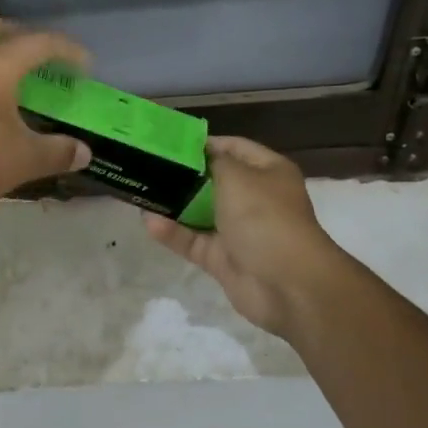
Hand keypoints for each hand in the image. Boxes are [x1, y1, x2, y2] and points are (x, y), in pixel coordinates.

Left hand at [0, 17, 92, 222]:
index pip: (40, 42)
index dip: (68, 51)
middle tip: (49, 65)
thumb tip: (84, 153)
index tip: (86, 67)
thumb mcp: (22, 160)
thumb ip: (57, 152)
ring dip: (2, 56)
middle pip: (2, 30)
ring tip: (21, 85)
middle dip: (30, 40)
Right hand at [144, 136, 349, 337]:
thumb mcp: (238, 177)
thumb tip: (199, 155)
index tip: (169, 143)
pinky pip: (193, 241)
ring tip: (141, 193)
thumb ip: (213, 162)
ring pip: (198, 213)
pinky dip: (172, 233)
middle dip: (182, 176)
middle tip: (147, 167)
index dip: (205, 144)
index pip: (234, 148)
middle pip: (213, 181)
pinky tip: (149, 222)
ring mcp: (237, 231)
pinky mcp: (222, 258)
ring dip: (172, 205)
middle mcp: (254, 199)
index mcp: (268, 173)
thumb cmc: (265, 218)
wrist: (287, 284)